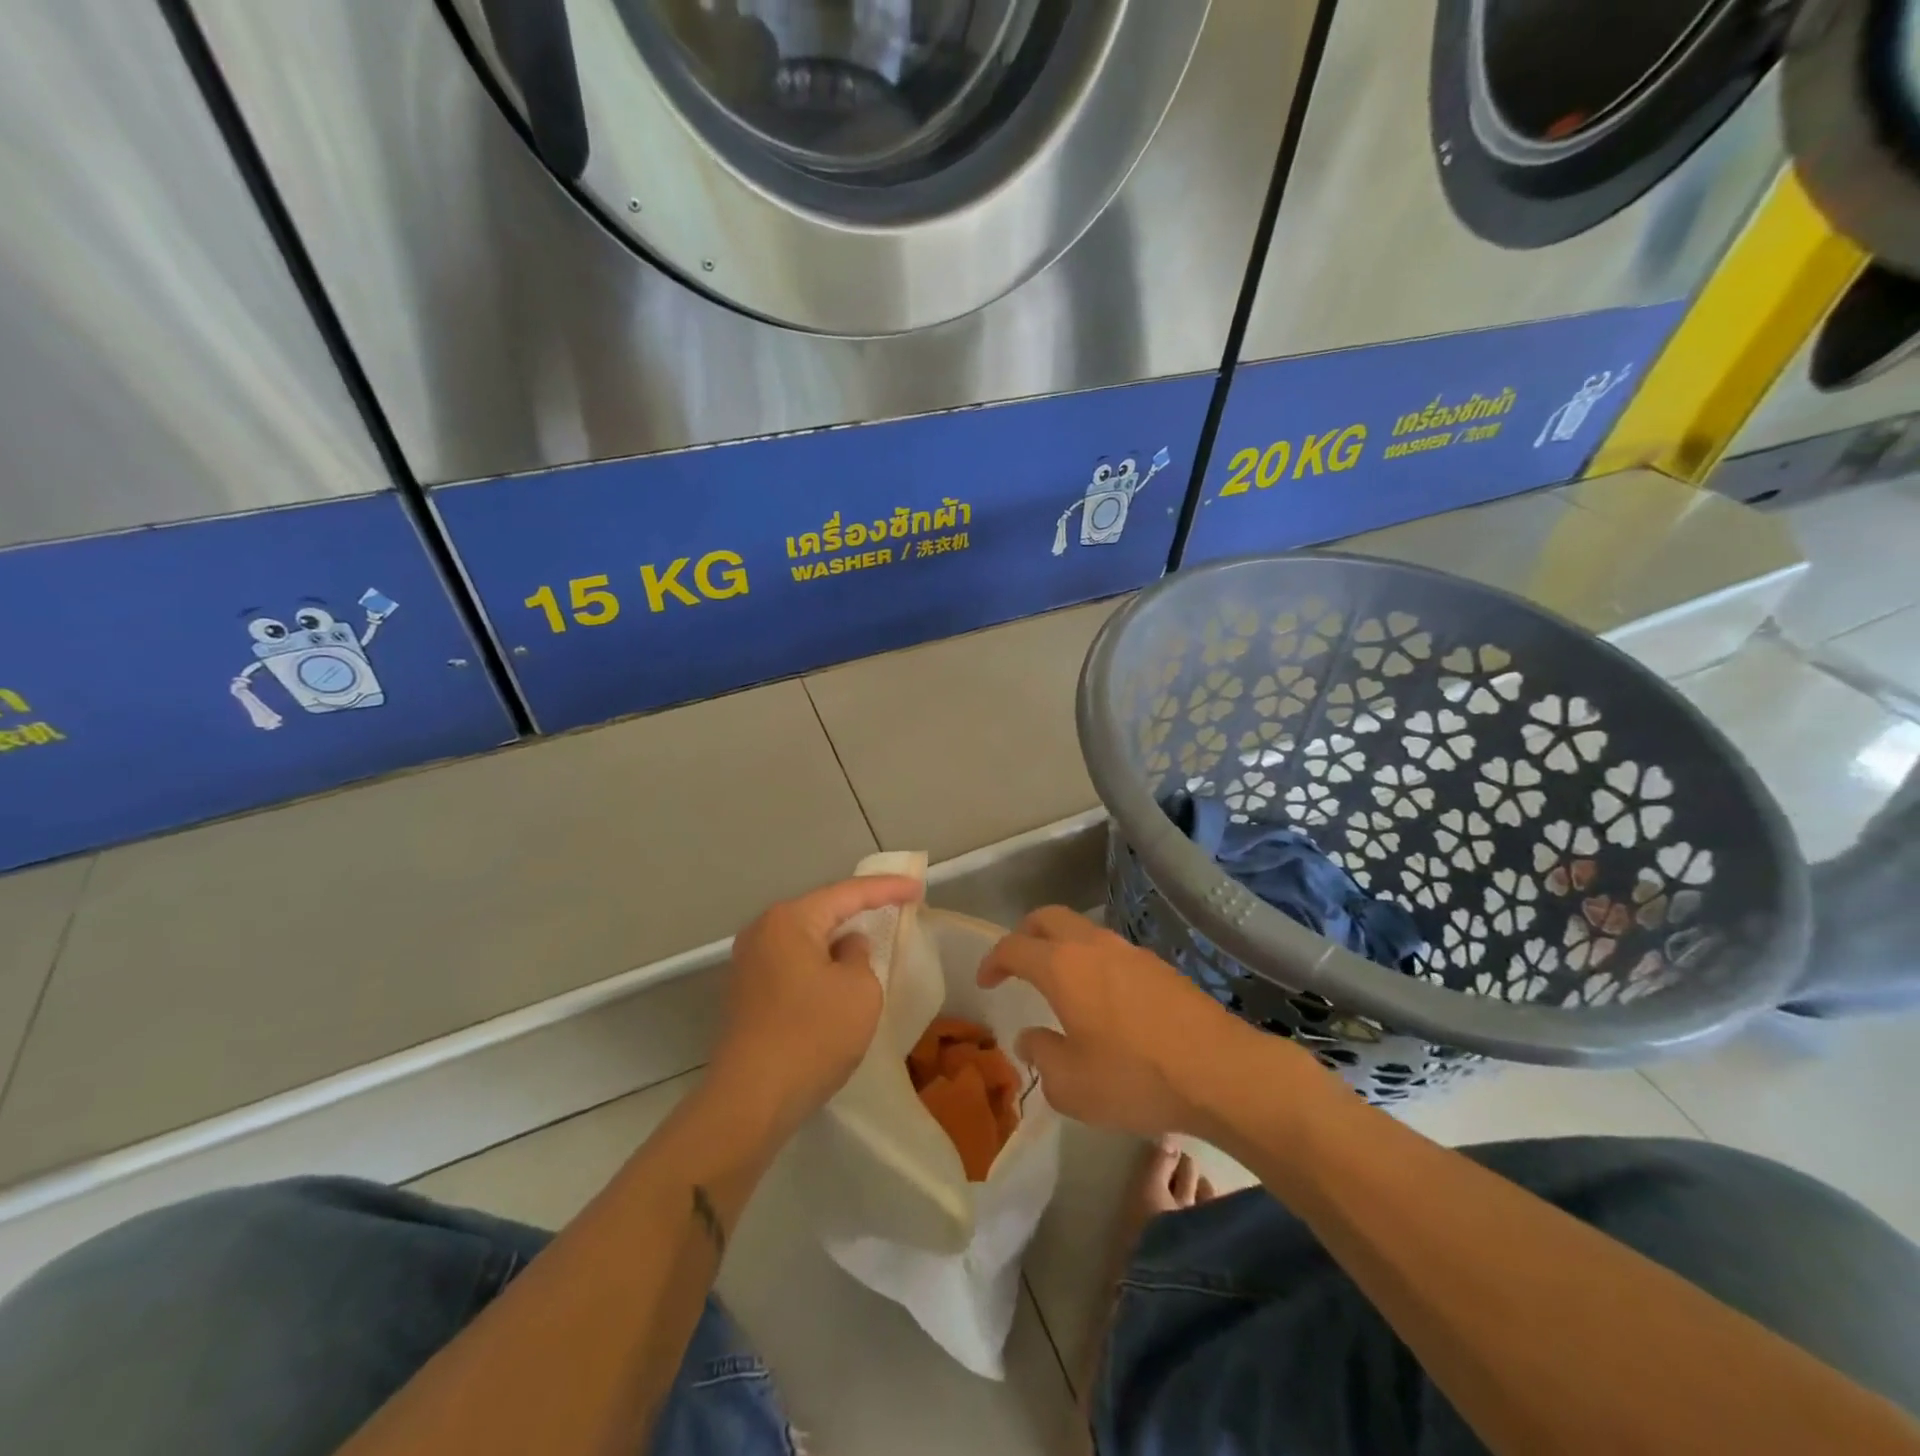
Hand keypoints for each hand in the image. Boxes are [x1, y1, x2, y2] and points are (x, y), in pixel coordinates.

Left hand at [710, 875, 923, 1131]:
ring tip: (871, 935)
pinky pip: (793, 963)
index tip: (918, 887)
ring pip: (806, 938)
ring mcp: (749, 963)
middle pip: (822, 910)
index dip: (887, 888)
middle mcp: (763, 931)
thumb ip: (860, 956)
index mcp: (790, 920)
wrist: (751, 1100)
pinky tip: (839, 974)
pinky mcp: (746, 993)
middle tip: (895, 904)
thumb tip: (846, 947)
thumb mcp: (859, 991)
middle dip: (859, 909)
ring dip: (838, 938)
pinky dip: (820, 962)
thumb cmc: (813, 1036)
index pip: (848, 893)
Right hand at [979, 907, 1315, 1137]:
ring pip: (1083, 931)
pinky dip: (1093, 962)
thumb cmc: (1135, 1078)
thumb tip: (1031, 1039)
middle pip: (1048, 918)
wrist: (1221, 1072)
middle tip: (1016, 962)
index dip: (993, 960)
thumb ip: (1042, 1056)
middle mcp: (1094, 947)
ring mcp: (1131, 952)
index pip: (1014, 947)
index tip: (986, 980)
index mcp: (1063, 967)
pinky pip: (1112, 951)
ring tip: (1060, 983)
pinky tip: (1103, 1000)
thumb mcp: (1072, 1085)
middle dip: (1025, 934)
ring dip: (1062, 947)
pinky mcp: (1160, 966)